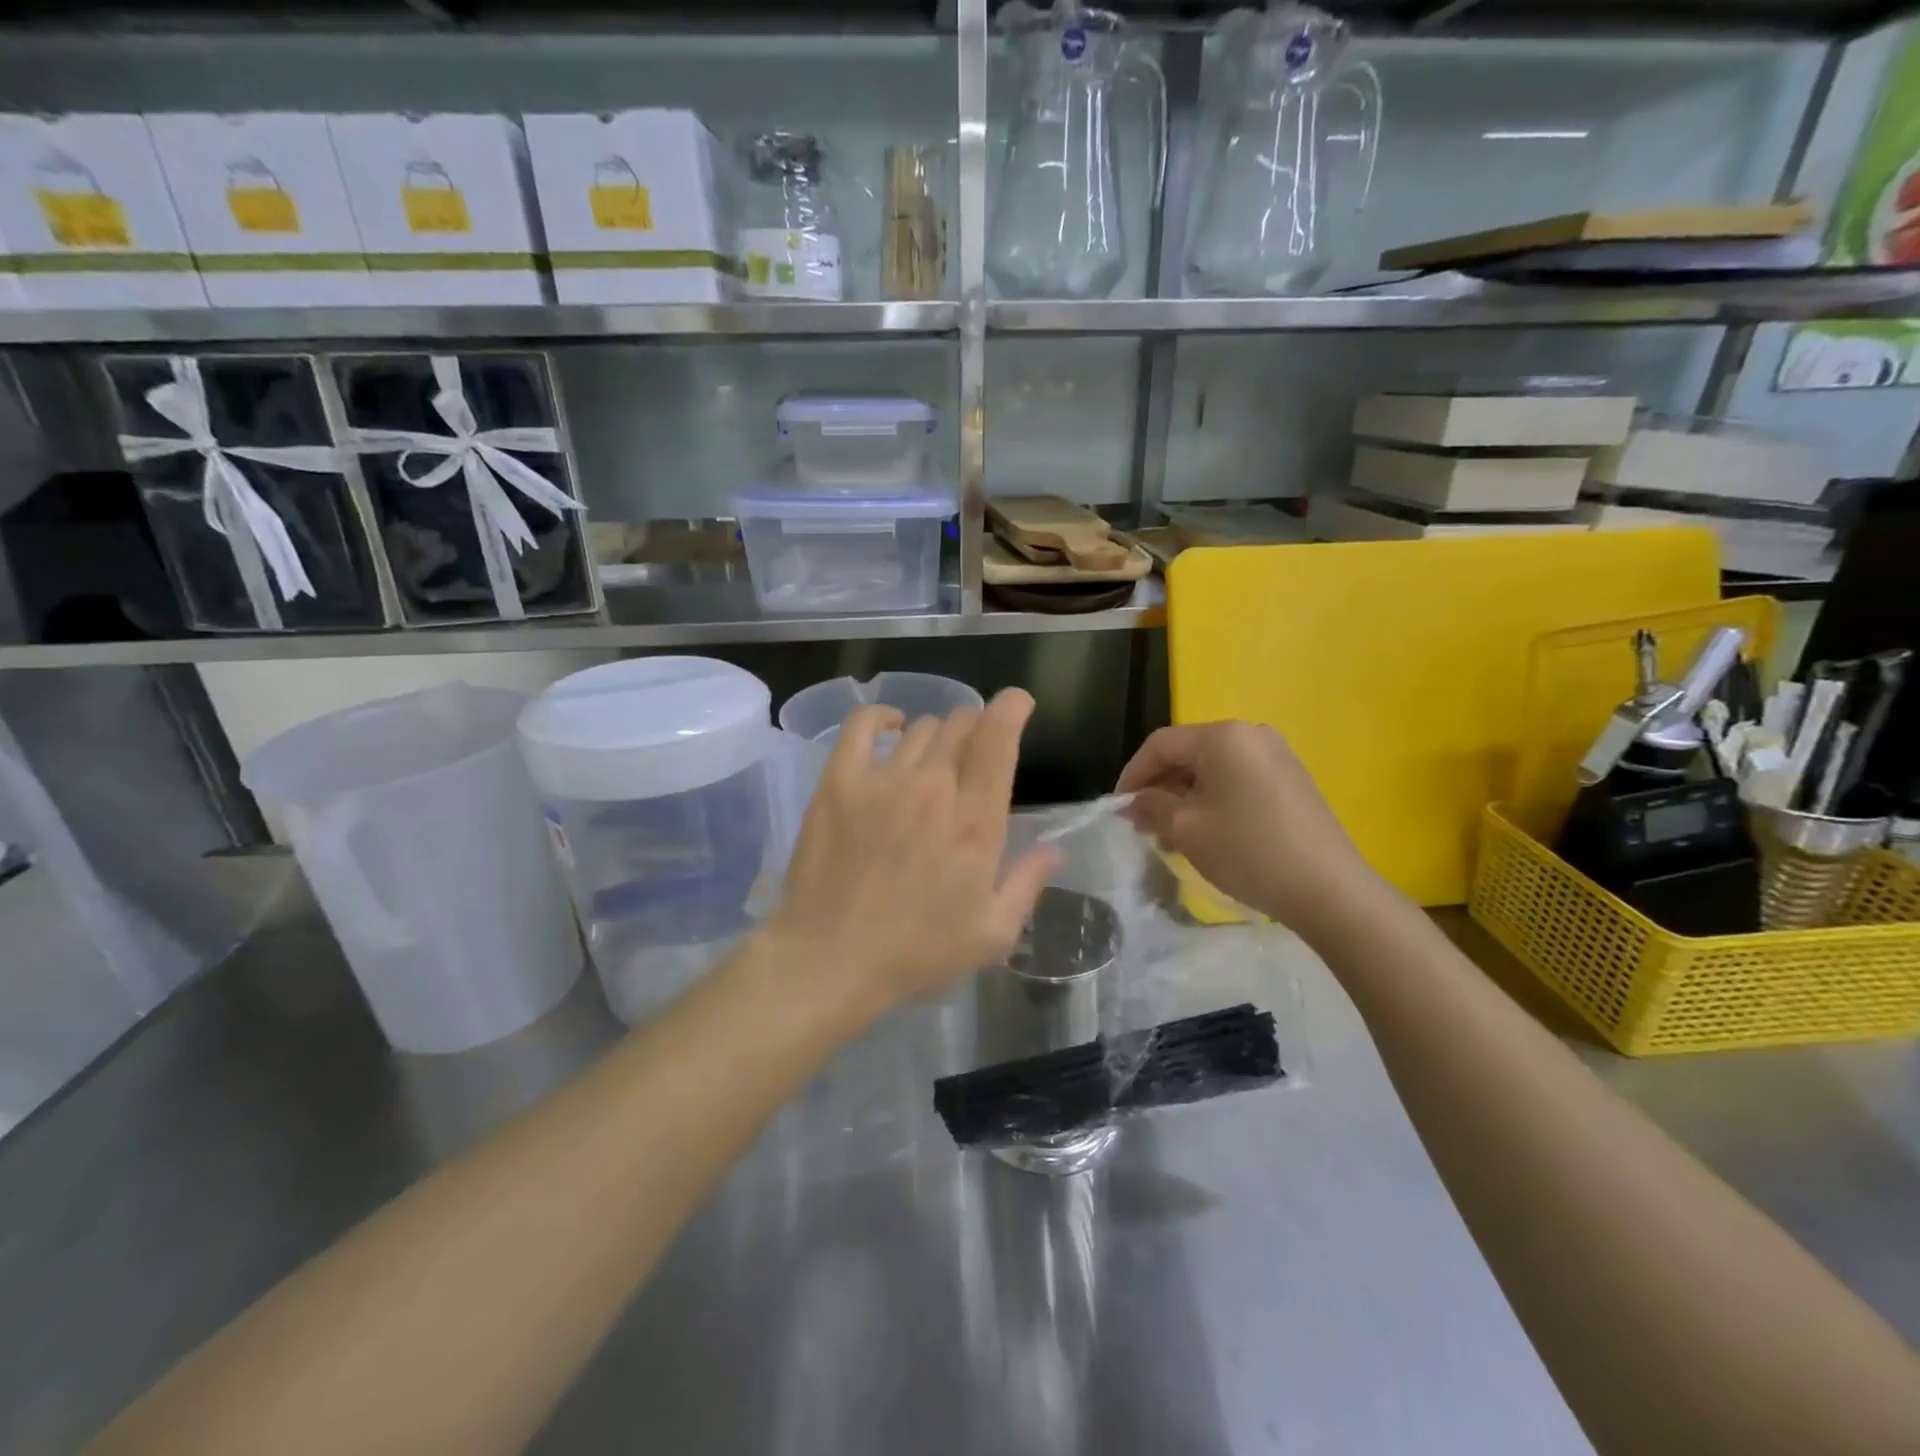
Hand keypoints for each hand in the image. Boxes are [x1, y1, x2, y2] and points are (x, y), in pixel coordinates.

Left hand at [766, 690, 1058, 1025]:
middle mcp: (934, 786)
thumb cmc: (917, 952)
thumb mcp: (991, 933)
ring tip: (933, 758)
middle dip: (976, 726)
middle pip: (961, 725)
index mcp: (976, 820)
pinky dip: (880, 718)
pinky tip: (889, 727)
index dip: (1012, 708)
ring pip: (920, 728)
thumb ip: (1028, 883)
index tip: (1017, 703)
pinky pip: (861, 727)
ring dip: (936, 734)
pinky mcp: (839, 782)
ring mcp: (883, 779)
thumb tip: (1056, 849)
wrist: (830, 960)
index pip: (998, 739)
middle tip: (973, 750)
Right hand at [1115, 720, 1381, 937]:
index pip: (1160, 745)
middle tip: (1144, 826)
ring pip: (1213, 769)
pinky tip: (1209, 833)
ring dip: (1185, 797)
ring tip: (1173, 836)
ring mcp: (1277, 755)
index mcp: (1223, 736)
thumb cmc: (1248, 851)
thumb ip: (1151, 807)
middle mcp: (1251, 734)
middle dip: (1160, 788)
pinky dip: (1214, 800)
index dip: (1132, 775)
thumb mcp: (1186, 829)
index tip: (1119, 809)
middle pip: (1188, 753)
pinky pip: (1239, 779)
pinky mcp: (1292, 779)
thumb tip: (1133, 803)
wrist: (1329, 890)